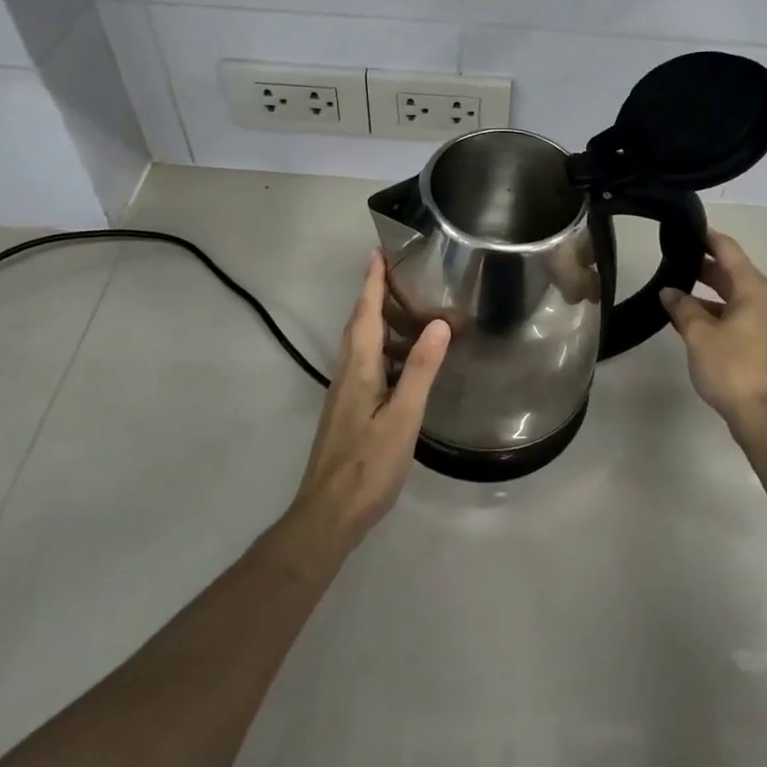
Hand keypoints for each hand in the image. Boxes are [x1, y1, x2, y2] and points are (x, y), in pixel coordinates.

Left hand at [291, 251, 450, 545]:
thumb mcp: (403, 417)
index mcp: (358, 369)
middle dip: (372, 294)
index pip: (365, 314)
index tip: (378, 252)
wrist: (328, 514)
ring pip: (359, 344)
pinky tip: (397, 357)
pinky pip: (363, 362)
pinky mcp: (348, 410)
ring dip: (375, 318)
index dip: (372, 283)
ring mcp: (344, 393)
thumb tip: (438, 324)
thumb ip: (420, 370)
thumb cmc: (368, 465)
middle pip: (358, 324)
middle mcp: (346, 373)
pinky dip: (379, 345)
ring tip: (402, 305)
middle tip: (393, 271)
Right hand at [661, 231, 766, 442]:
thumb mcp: (699, 334)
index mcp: (754, 289)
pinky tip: (689, 320)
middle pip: (732, 272)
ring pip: (733, 296)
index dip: (707, 237)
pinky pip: (735, 315)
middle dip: (703, 265)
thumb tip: (670, 292)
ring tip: (674, 289)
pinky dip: (714, 312)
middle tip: (672, 257)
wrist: (764, 415)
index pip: (728, 250)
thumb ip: (682, 308)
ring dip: (706, 292)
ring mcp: (765, 323)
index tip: (685, 228)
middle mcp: (764, 300)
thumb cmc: (732, 367)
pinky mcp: (762, 344)